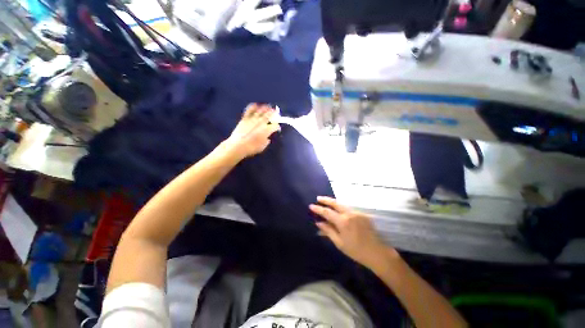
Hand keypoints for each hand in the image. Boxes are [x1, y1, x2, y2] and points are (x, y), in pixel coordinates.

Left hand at [226, 103, 279, 158]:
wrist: (237, 146)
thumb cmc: (251, 148)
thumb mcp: (262, 147)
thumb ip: (266, 142)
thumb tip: (267, 138)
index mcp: (266, 130)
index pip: (275, 126)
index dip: (277, 126)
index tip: (277, 128)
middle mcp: (261, 123)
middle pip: (269, 115)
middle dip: (273, 113)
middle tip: (276, 112)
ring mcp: (252, 119)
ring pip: (260, 111)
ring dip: (266, 108)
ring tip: (268, 107)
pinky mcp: (245, 119)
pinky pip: (249, 110)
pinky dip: (253, 107)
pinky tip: (256, 105)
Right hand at [309, 196, 396, 267]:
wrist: (377, 253)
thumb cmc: (356, 251)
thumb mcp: (339, 243)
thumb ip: (328, 231)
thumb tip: (318, 222)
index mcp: (343, 222)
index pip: (327, 212)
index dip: (318, 208)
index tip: (311, 206)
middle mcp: (349, 214)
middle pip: (335, 203)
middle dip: (326, 200)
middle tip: (318, 198)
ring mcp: (357, 212)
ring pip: (342, 204)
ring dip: (333, 202)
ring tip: (326, 201)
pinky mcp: (362, 214)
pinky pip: (349, 208)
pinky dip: (341, 207)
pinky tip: (338, 209)